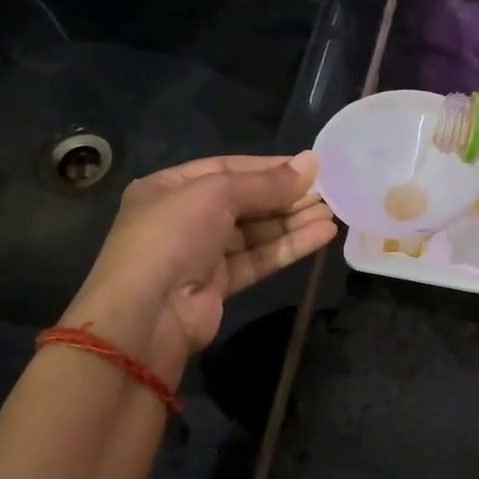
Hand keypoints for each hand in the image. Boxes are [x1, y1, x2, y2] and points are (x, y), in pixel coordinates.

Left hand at [66, 153, 335, 380]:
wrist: (146, 315)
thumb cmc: (172, 237)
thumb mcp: (215, 195)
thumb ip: (265, 182)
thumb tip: (312, 163)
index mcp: (169, 188)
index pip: (227, 168)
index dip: (268, 167)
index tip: (309, 167)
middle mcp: (184, 218)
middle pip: (244, 201)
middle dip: (285, 196)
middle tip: (328, 192)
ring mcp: (201, 254)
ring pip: (255, 232)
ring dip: (293, 222)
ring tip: (333, 213)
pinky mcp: (218, 285)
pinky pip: (258, 258)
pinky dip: (288, 247)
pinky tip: (321, 235)